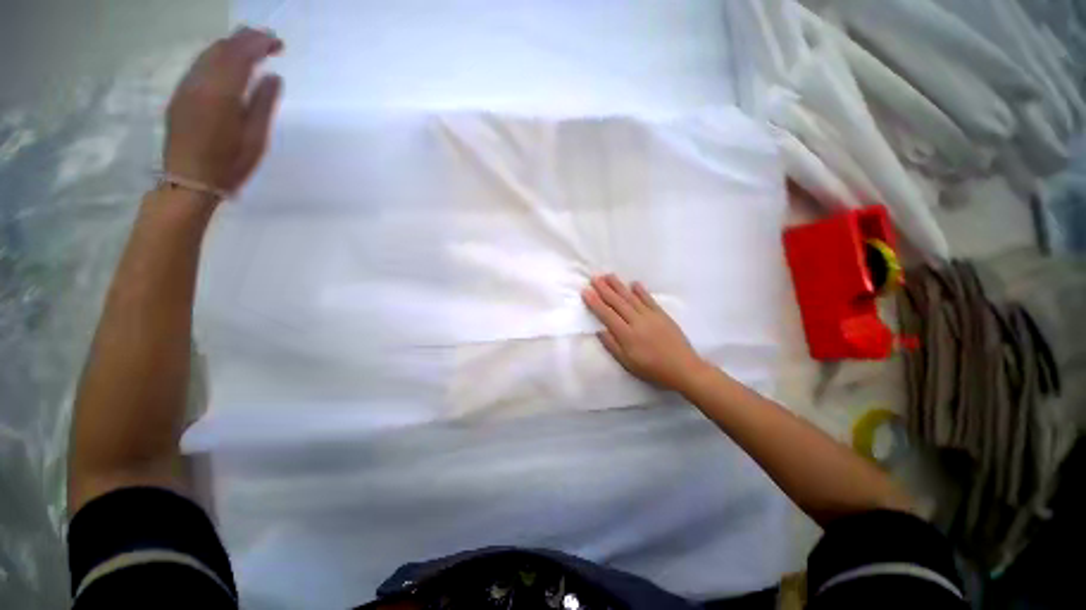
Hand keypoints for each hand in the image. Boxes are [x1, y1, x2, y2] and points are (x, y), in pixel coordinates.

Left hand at [164, 27, 283, 195]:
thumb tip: (273, 77)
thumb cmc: (229, 164)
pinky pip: (199, 66)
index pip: (240, 55)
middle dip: (245, 39)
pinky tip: (228, 63)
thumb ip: (263, 103)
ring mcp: (186, 87)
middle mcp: (199, 83)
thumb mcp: (256, 138)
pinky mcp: (180, 95)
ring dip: (230, 45)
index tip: (278, 43)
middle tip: (267, 39)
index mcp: (220, 93)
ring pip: (208, 54)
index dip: (259, 44)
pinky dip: (217, 57)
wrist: (190, 181)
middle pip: (222, 49)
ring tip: (250, 45)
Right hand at [582, 275, 707, 390]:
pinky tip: (634, 283)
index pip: (607, 315)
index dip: (595, 302)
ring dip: (619, 286)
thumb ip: (612, 346)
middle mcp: (637, 321)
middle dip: (604, 289)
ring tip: (609, 275)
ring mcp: (650, 316)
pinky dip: (641, 291)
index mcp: (627, 335)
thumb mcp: (628, 363)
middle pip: (617, 302)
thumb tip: (599, 330)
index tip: (585, 291)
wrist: (683, 368)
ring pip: (631, 297)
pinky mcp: (662, 315)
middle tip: (594, 277)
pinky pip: (649, 299)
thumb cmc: (652, 369)